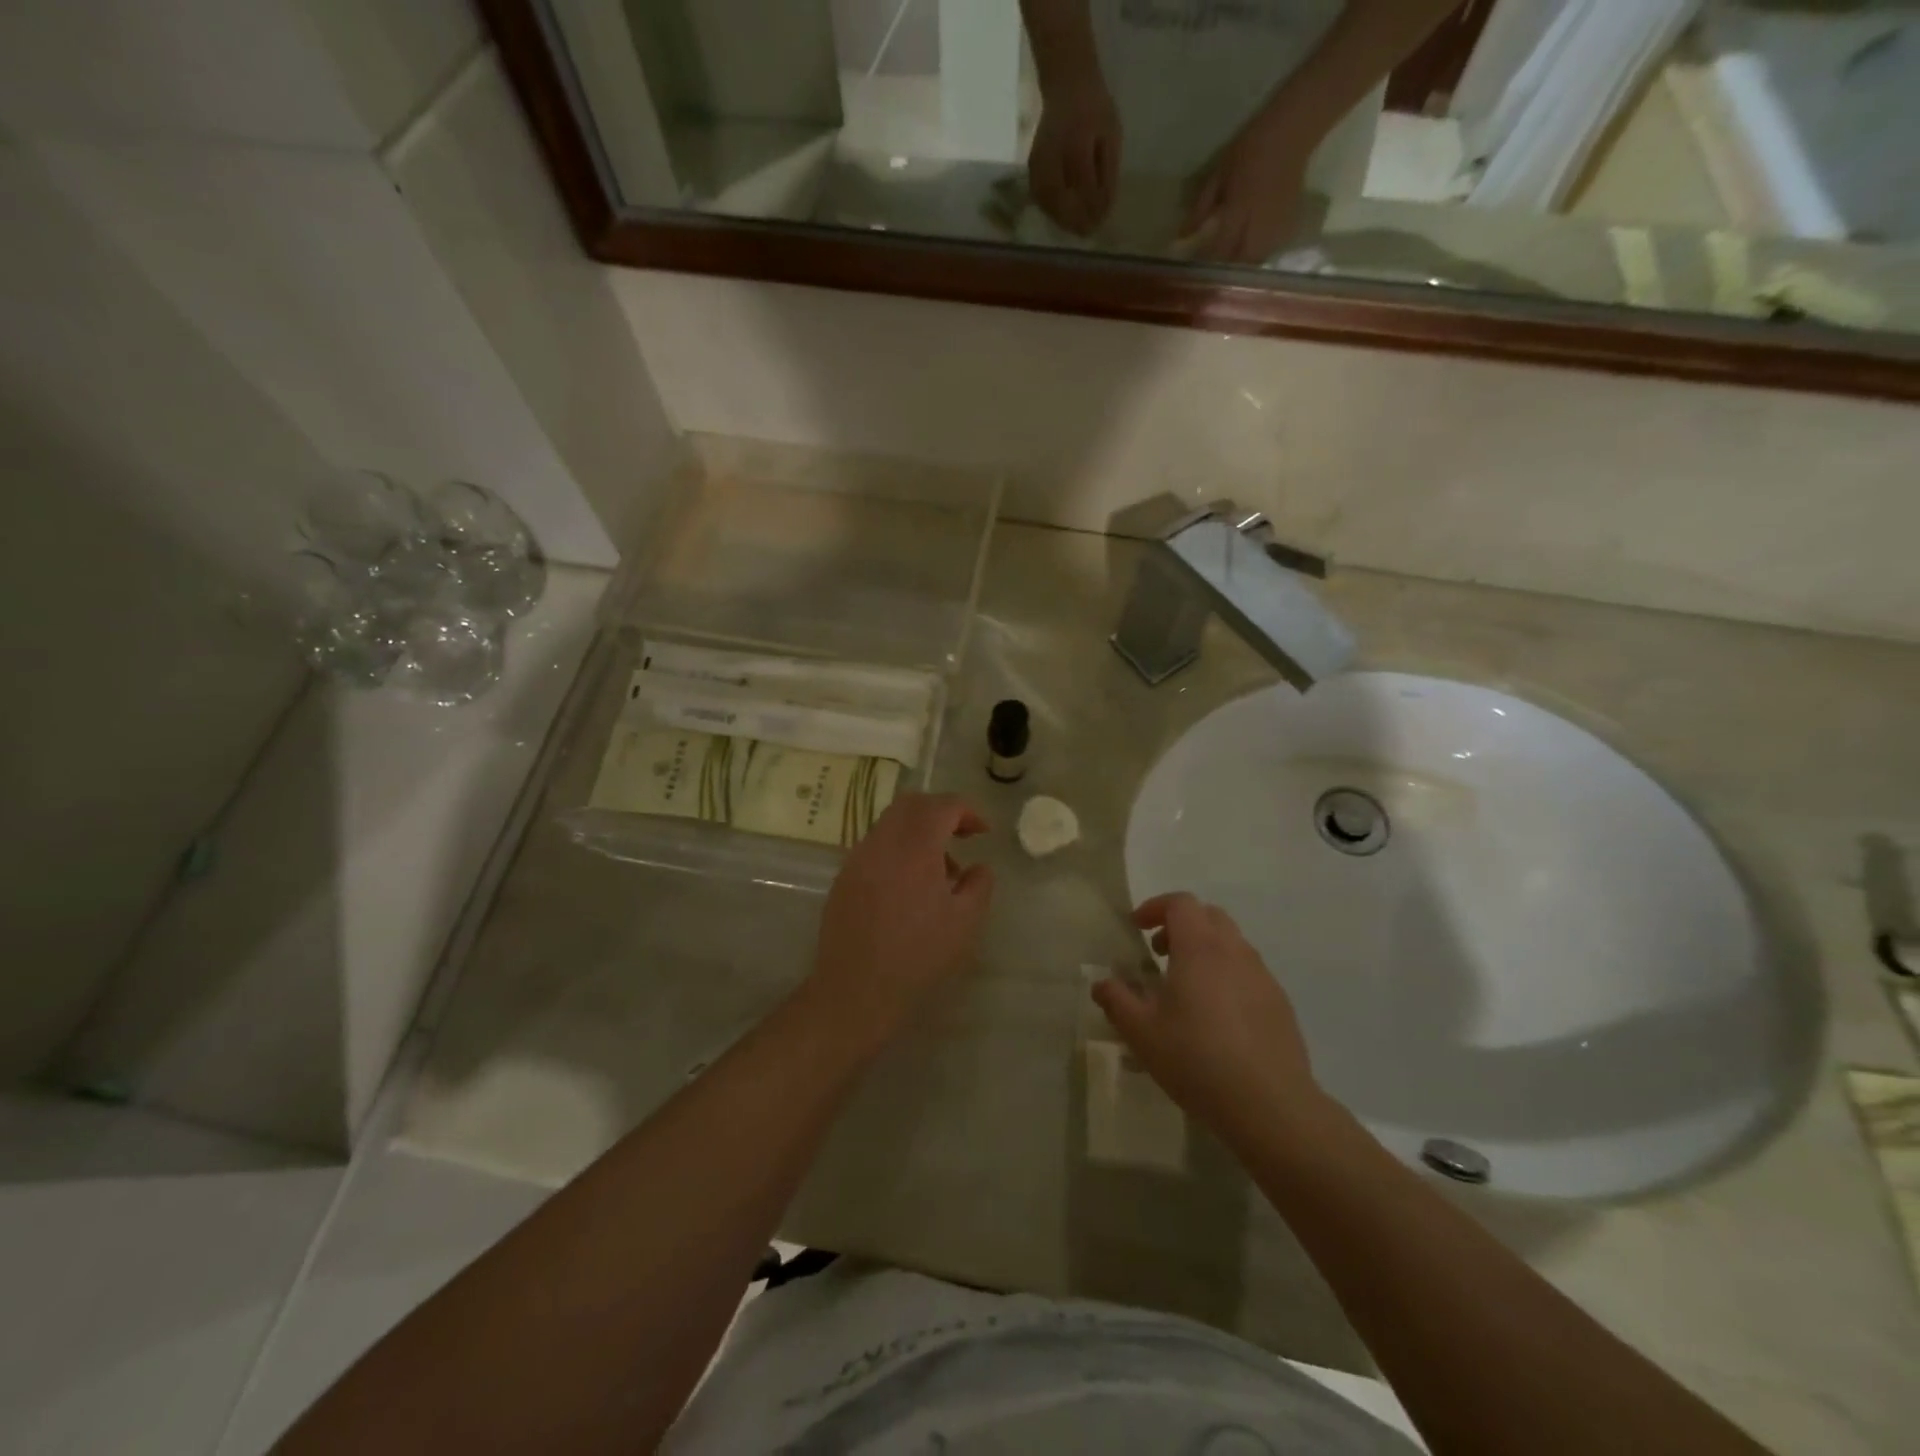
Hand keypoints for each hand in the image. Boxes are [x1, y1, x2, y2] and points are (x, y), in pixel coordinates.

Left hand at [808, 793, 994, 1047]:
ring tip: (939, 871)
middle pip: (912, 804)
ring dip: (918, 832)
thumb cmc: (918, 955)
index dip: (968, 811)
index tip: (983, 832)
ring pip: (891, 824)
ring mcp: (858, 858)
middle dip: (941, 812)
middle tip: (962, 836)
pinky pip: (875, 847)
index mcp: (915, 846)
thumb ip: (979, 885)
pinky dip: (898, 850)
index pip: (943, 806)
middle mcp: (882, 842)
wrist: (856, 989)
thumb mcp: (965, 923)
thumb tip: (979, 867)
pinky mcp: (844, 878)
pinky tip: (909, 886)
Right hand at [1028, 68, 1121, 235]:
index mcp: (1078, 144)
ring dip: (1061, 219)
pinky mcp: (1032, 166)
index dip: (1094, 208)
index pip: (1085, 188)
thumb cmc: (1095, 108)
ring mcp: (1039, 162)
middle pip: (1061, 201)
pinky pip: (1040, 196)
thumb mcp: (1111, 135)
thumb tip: (1104, 209)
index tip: (1102, 221)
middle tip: (1088, 232)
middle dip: (1076, 220)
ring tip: (1076, 228)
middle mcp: (1054, 156)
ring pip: (1048, 202)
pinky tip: (1062, 215)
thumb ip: (1107, 173)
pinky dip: (1051, 210)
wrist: (1066, 82)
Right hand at [1093, 893, 1330, 1143]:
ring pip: (1232, 943)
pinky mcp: (1280, 1003)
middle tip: (1159, 952)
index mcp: (1199, 948)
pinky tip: (1217, 1016)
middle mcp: (1234, 951)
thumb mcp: (1142, 1033)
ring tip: (1186, 986)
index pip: (1180, 903)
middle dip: (1181, 924)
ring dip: (1205, 949)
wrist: (1270, 1105)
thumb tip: (1102, 984)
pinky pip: (1249, 972)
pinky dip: (1227, 975)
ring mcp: (1262, 976)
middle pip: (1209, 916)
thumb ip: (1117, 1001)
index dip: (1155, 907)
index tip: (1137, 928)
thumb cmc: (1196, 1059)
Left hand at [1179, 109, 1315, 264]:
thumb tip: (1183, 236)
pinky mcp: (1290, 221)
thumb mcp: (1219, 173)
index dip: (1208, 260)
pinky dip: (1260, 253)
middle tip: (1216, 268)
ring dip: (1244, 264)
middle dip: (1228, 268)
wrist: (1291, 131)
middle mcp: (1259, 221)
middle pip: (1242, 260)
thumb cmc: (1250, 148)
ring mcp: (1277, 223)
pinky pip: (1272, 248)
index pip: (1221, 246)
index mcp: (1239, 207)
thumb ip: (1201, 207)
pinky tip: (1252, 248)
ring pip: (1258, 258)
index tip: (1196, 267)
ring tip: (1234, 262)